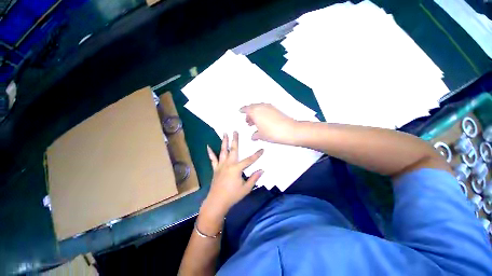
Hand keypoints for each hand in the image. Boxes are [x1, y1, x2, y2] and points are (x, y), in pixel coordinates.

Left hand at [201, 132, 263, 221]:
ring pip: (222, 151)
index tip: (262, 149)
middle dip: (235, 140)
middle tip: (235, 131)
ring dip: (224, 142)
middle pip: (233, 149)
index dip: (257, 155)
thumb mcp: (246, 188)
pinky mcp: (215, 168)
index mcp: (237, 169)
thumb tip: (262, 170)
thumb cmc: (233, 196)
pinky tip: (207, 146)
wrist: (217, 202)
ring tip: (224, 133)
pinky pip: (212, 159)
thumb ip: (254, 178)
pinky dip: (210, 152)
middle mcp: (228, 164)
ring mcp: (220, 165)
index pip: (249, 160)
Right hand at [240, 103, 298, 143]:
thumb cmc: (272, 132)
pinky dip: (263, 114)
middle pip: (252, 107)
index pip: (246, 109)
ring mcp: (269, 107)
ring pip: (259, 108)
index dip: (243, 110)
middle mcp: (261, 107)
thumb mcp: (261, 135)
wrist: (289, 130)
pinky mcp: (276, 109)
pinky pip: (266, 109)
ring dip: (256, 114)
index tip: (240, 111)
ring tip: (256, 123)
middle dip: (249, 114)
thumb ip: (255, 135)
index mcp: (255, 111)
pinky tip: (264, 122)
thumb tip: (254, 136)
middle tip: (248, 121)